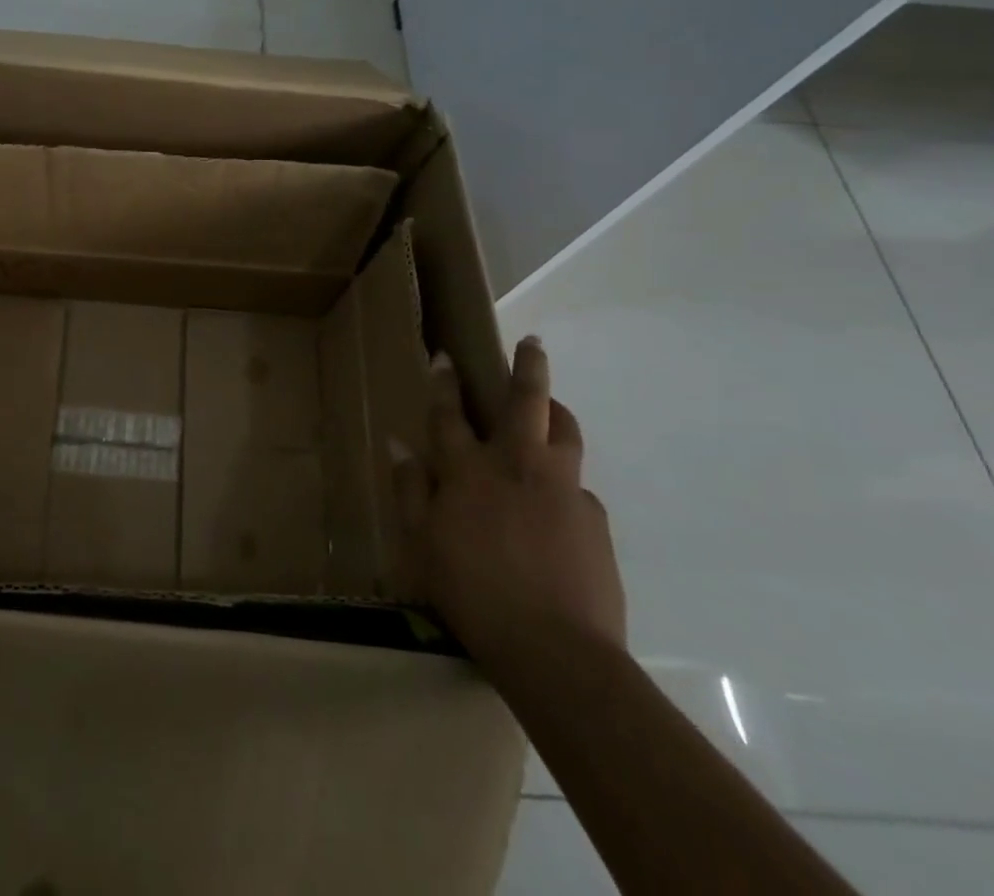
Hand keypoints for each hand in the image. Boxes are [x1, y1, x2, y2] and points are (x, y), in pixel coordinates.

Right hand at [392, 337, 624, 672]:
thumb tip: (399, 446)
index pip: (449, 413)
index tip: (444, 355)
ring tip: (552, 409)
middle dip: (527, 367)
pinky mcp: (594, 520)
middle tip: (533, 343)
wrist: (555, 651)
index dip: (444, 382)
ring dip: (557, 413)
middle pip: (525, 402)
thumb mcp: (422, 544)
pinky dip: (564, 486)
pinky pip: (578, 489)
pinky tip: (558, 513)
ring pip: (565, 434)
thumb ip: (411, 490)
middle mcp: (517, 466)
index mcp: (468, 471)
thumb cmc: (472, 592)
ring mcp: (562, 489)